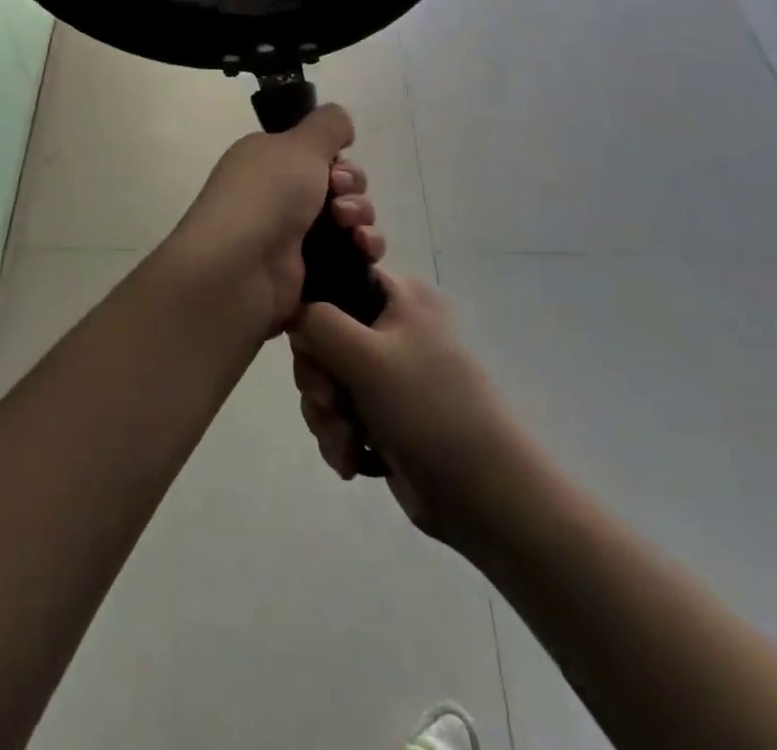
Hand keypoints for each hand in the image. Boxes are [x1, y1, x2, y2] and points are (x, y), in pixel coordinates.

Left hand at [164, 106, 385, 337]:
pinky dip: (362, 251)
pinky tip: (363, 251)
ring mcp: (291, 238)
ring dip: (361, 218)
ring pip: (348, 221)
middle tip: (340, 198)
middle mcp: (277, 197)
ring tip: (351, 229)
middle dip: (353, 189)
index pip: (316, 154)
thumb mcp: (299, 144)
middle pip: (338, 186)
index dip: (338, 159)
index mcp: (268, 161)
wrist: (239, 271)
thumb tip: (340, 119)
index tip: (336, 168)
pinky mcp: (306, 274)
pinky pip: (348, 257)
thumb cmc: (266, 196)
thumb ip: (327, 124)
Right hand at [290, 272, 519, 545]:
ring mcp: (388, 372)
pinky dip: (339, 436)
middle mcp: (393, 326)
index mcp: (399, 296)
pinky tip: (353, 459)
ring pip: (326, 379)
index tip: (310, 342)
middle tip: (331, 403)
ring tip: (347, 442)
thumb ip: (318, 323)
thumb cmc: (428, 410)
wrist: (483, 496)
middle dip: (318, 378)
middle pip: (322, 335)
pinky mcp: (383, 414)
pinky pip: (339, 412)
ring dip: (326, 415)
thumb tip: (293, 315)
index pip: (335, 279)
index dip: (314, 309)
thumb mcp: (367, 356)